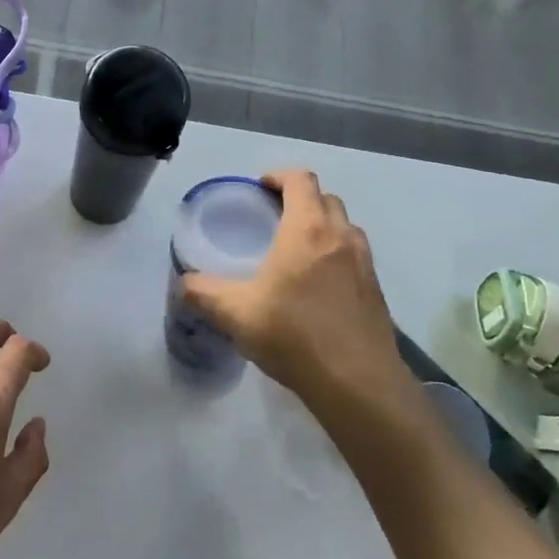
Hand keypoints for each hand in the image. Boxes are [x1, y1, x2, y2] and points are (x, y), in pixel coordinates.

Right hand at [179, 170, 404, 411]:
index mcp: (307, 229)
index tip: (260, 189)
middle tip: (275, 219)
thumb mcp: (235, 313)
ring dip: (323, 227)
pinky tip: (319, 288)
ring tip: (298, 251)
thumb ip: (203, 293)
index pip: (301, 180)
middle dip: (301, 200)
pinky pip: (355, 257)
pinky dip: (337, 256)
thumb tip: (182, 284)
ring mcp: (365, 263)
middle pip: (326, 199)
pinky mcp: (377, 291)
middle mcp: (340, 237)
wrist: (357, 382)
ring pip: (345, 228)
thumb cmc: (293, 334)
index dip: (279, 176)